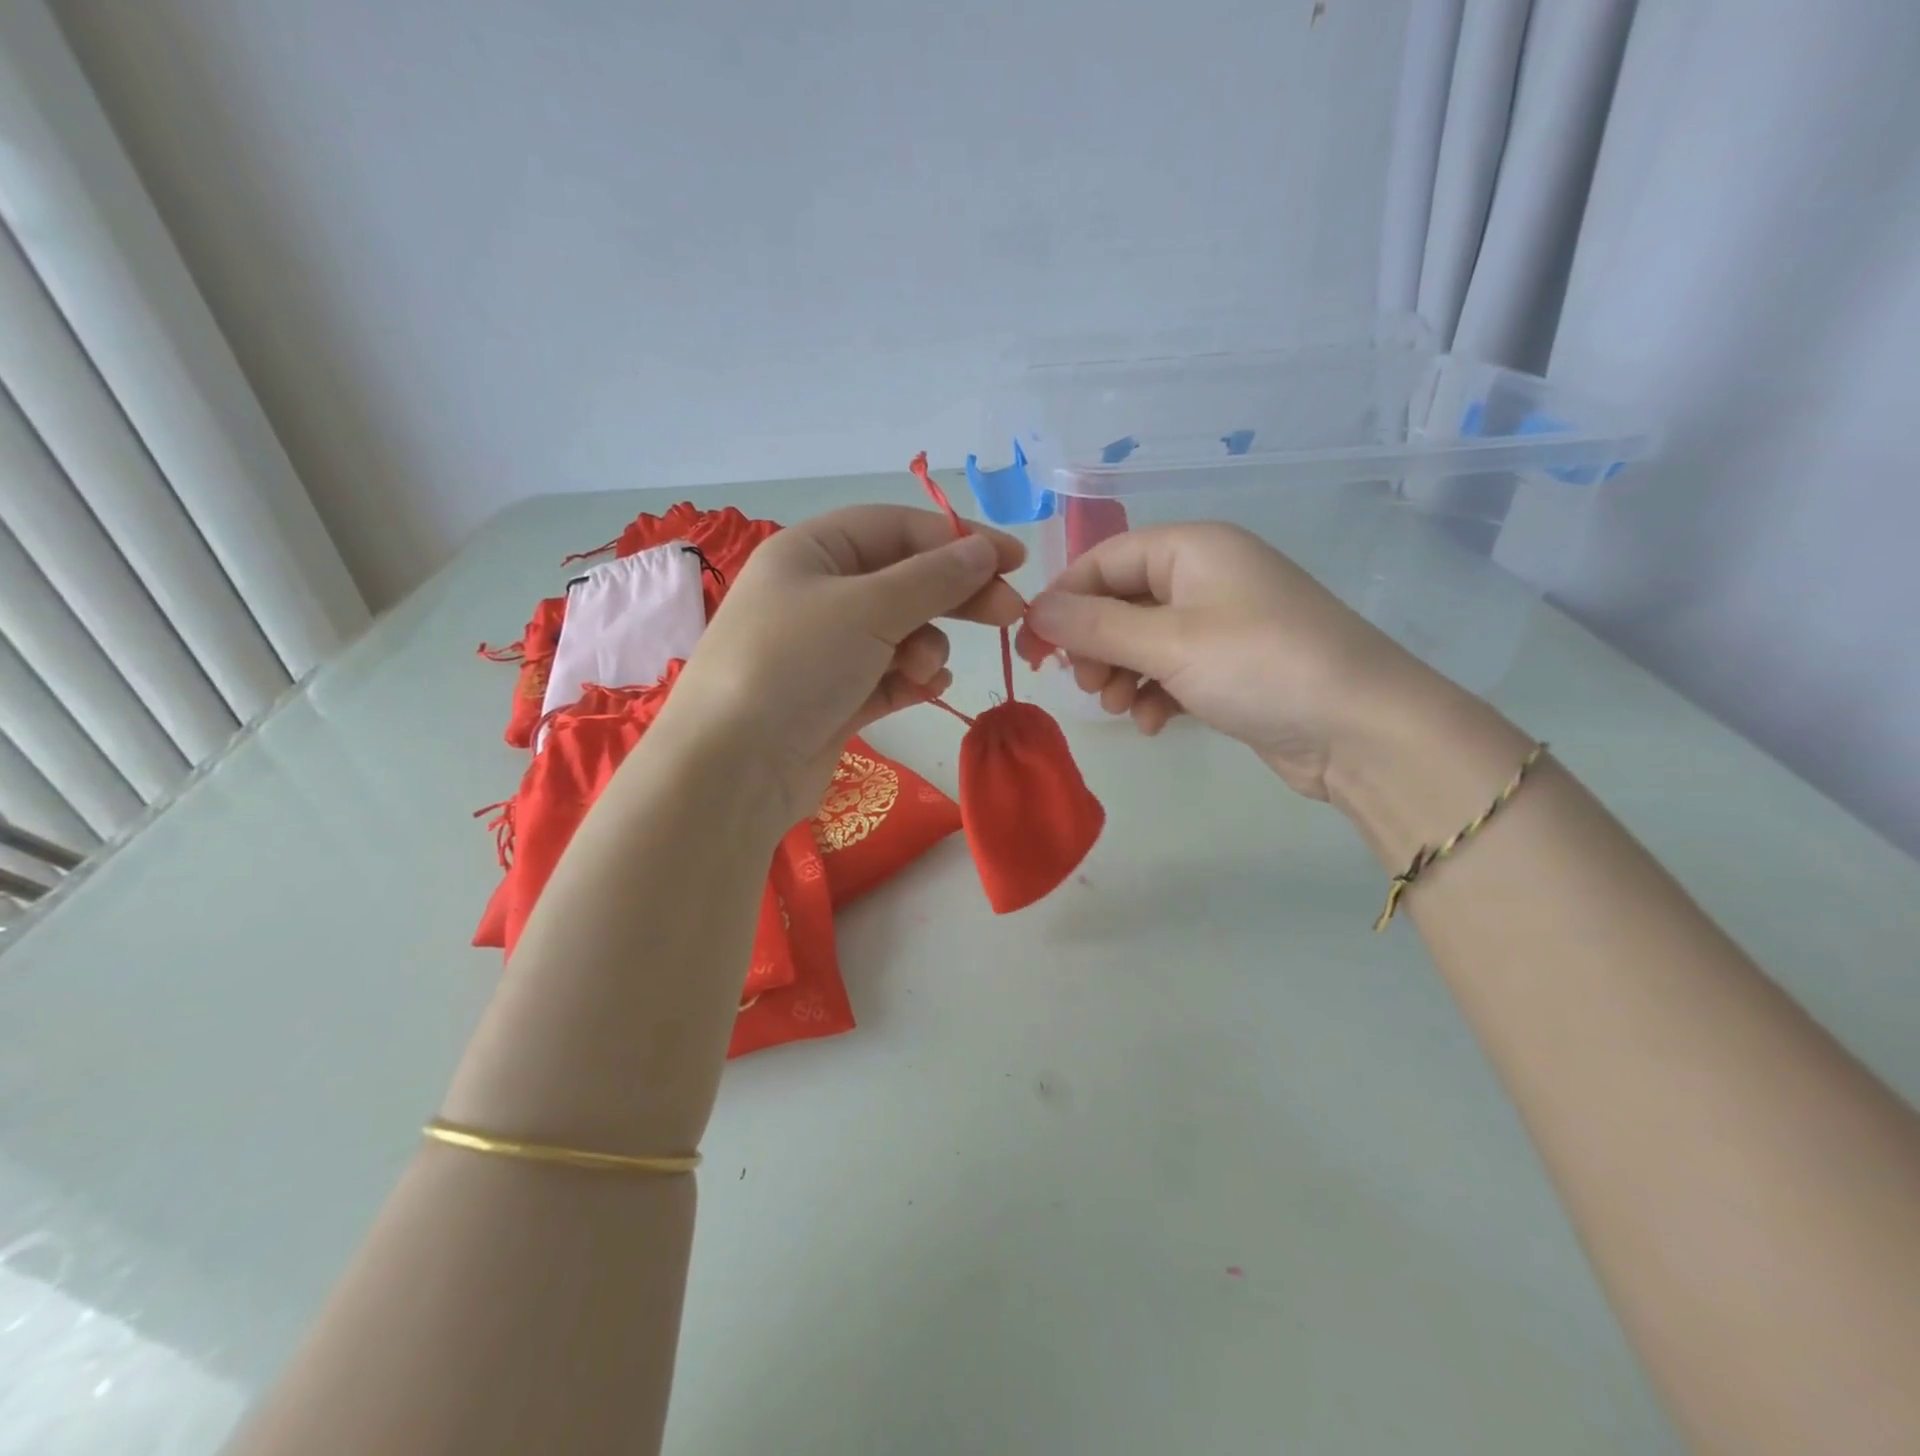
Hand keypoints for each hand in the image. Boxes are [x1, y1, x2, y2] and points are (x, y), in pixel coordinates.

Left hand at [663, 505, 1025, 820]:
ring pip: (900, 632)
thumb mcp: (868, 608)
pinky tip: (927, 688)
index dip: (959, 539)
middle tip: (1009, 613)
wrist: (733, 769)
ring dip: (925, 647)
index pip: (898, 528)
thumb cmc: (795, 665)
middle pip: (904, 580)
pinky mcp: (834, 698)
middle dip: (955, 595)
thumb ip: (934, 577)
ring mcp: (825, 650)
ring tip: (923, 671)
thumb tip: (985, 550)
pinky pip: (889, 676)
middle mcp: (817, 594)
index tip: (1015, 560)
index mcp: (812, 552)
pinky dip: (911, 679)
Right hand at [1019, 523, 1427, 799]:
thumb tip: (1034, 610)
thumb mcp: (1168, 643)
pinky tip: (1155, 723)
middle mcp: (1207, 576)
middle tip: (1086, 683)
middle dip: (1096, 643)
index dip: (1064, 600)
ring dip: (1122, 673)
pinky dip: (1155, 693)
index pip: (1104, 559)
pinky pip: (1172, 670)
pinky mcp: (1233, 667)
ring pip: (1143, 640)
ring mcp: (1223, 623)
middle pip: (1121, 600)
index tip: (1034, 646)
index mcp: (1194, 548)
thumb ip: (1095, 625)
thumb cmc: (1260, 667)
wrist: (1362, 731)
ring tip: (1122, 707)